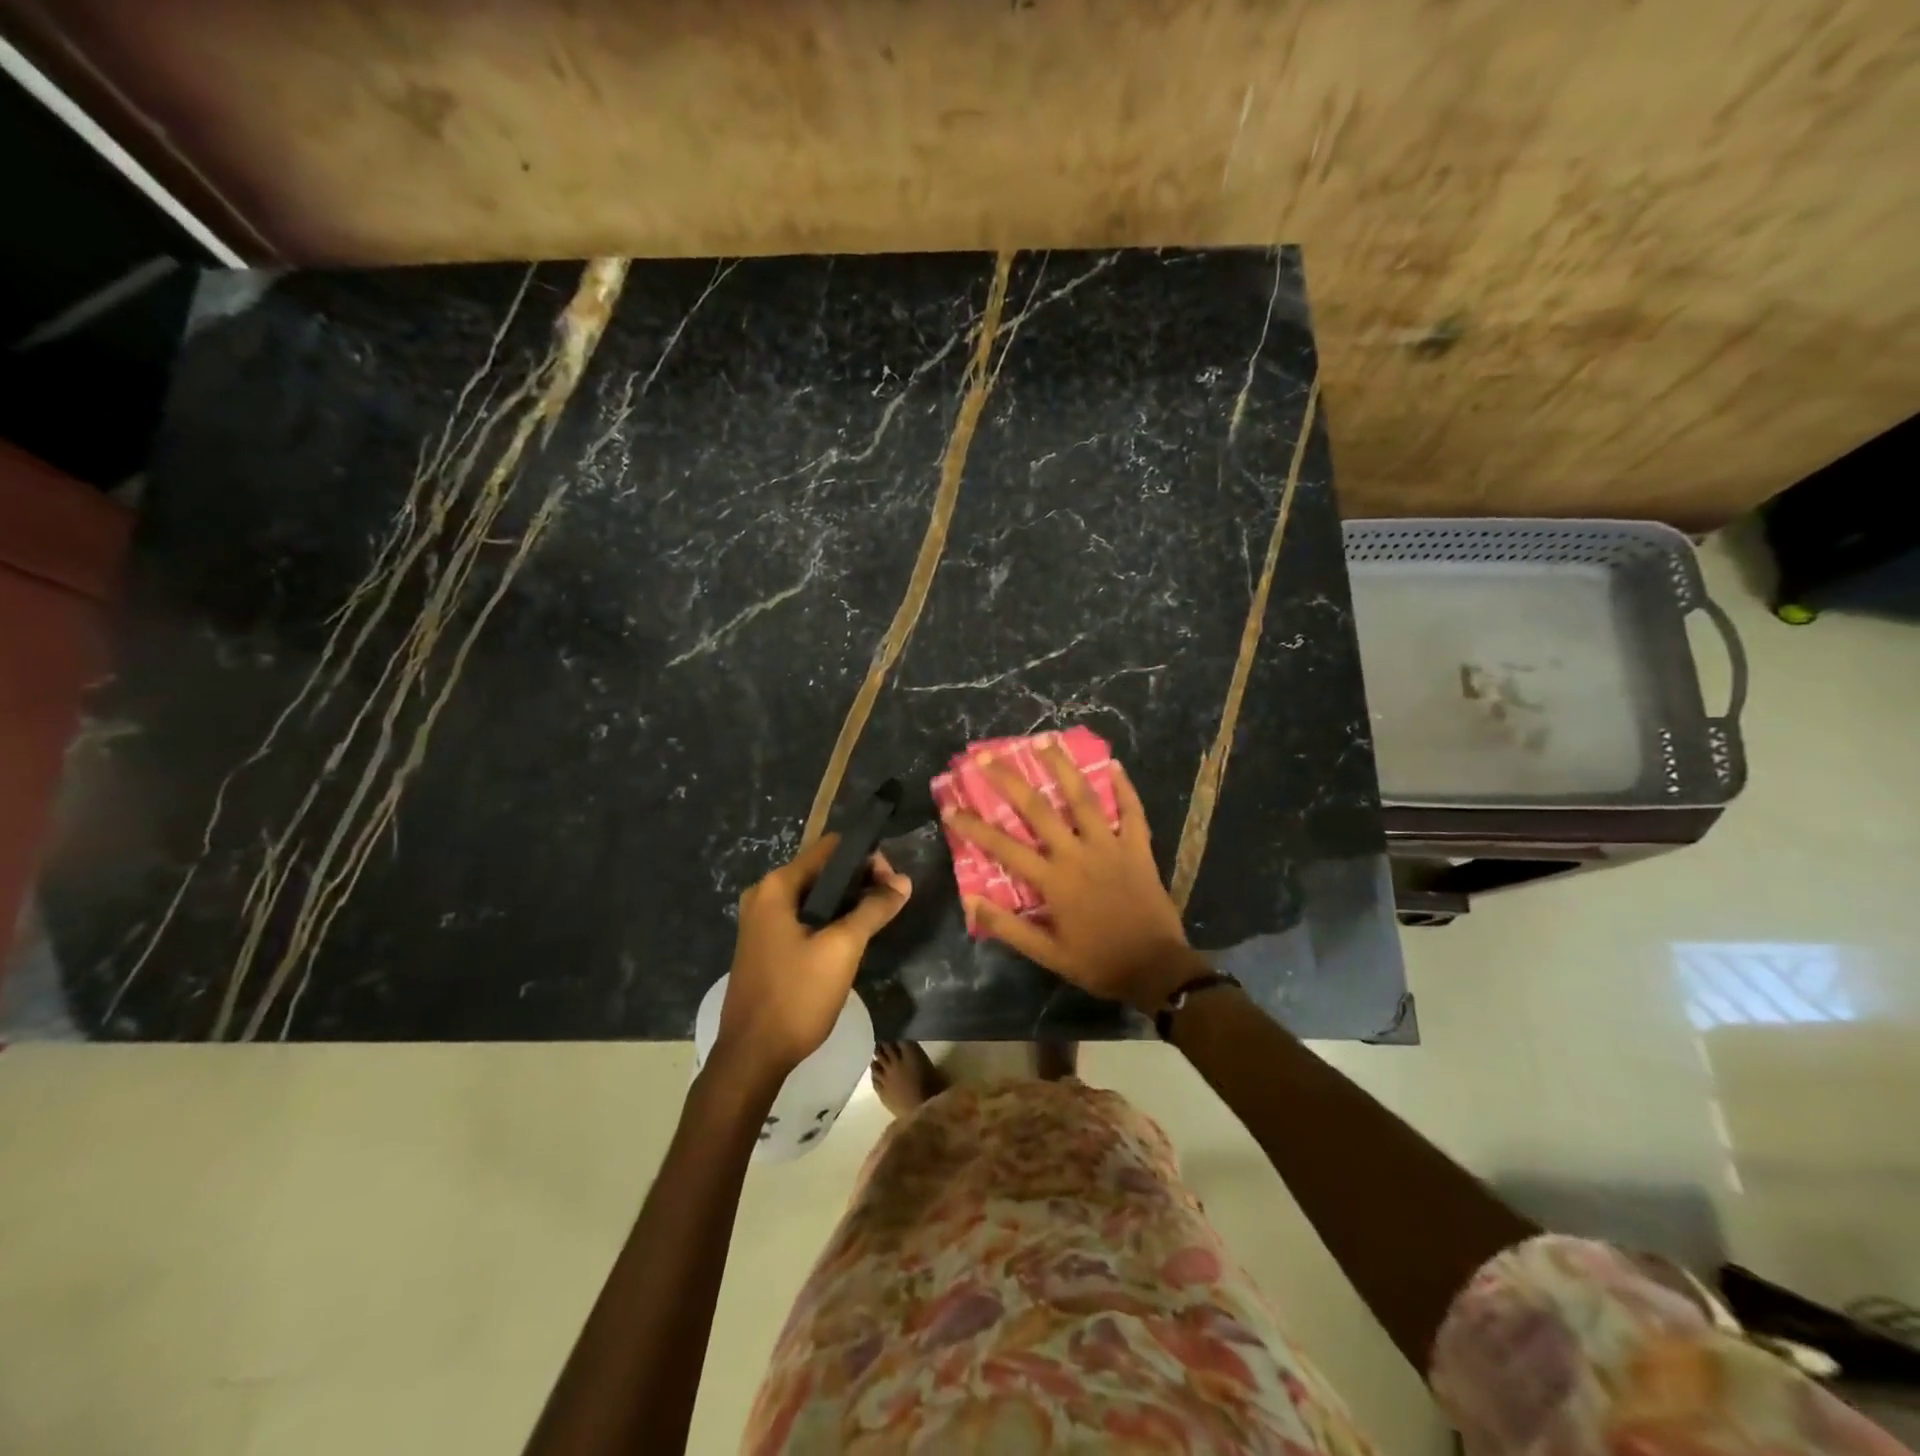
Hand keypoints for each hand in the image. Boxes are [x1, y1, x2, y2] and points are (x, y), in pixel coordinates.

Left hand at [716, 835, 910, 1080]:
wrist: (752, 1056)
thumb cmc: (797, 996)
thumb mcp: (842, 949)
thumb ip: (874, 909)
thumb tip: (903, 881)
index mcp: (777, 886)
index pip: (831, 848)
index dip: (866, 858)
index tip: (892, 884)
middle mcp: (764, 894)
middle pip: (823, 870)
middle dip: (859, 881)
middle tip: (889, 904)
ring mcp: (761, 921)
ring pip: (815, 896)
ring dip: (847, 902)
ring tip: (876, 922)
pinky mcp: (765, 944)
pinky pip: (804, 917)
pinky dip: (829, 919)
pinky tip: (849, 940)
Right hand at [942, 744, 1206, 1013]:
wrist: (1156, 970)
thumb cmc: (1097, 962)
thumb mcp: (1047, 955)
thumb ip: (1009, 928)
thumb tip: (971, 901)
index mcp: (1053, 880)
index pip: (1003, 846)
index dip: (973, 826)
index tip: (950, 807)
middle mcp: (1077, 854)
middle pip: (1038, 809)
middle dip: (1008, 780)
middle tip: (986, 756)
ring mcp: (1110, 846)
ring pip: (1083, 797)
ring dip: (1062, 766)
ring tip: (1044, 739)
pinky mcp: (1138, 848)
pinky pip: (1132, 811)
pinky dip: (1124, 787)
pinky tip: (1114, 764)